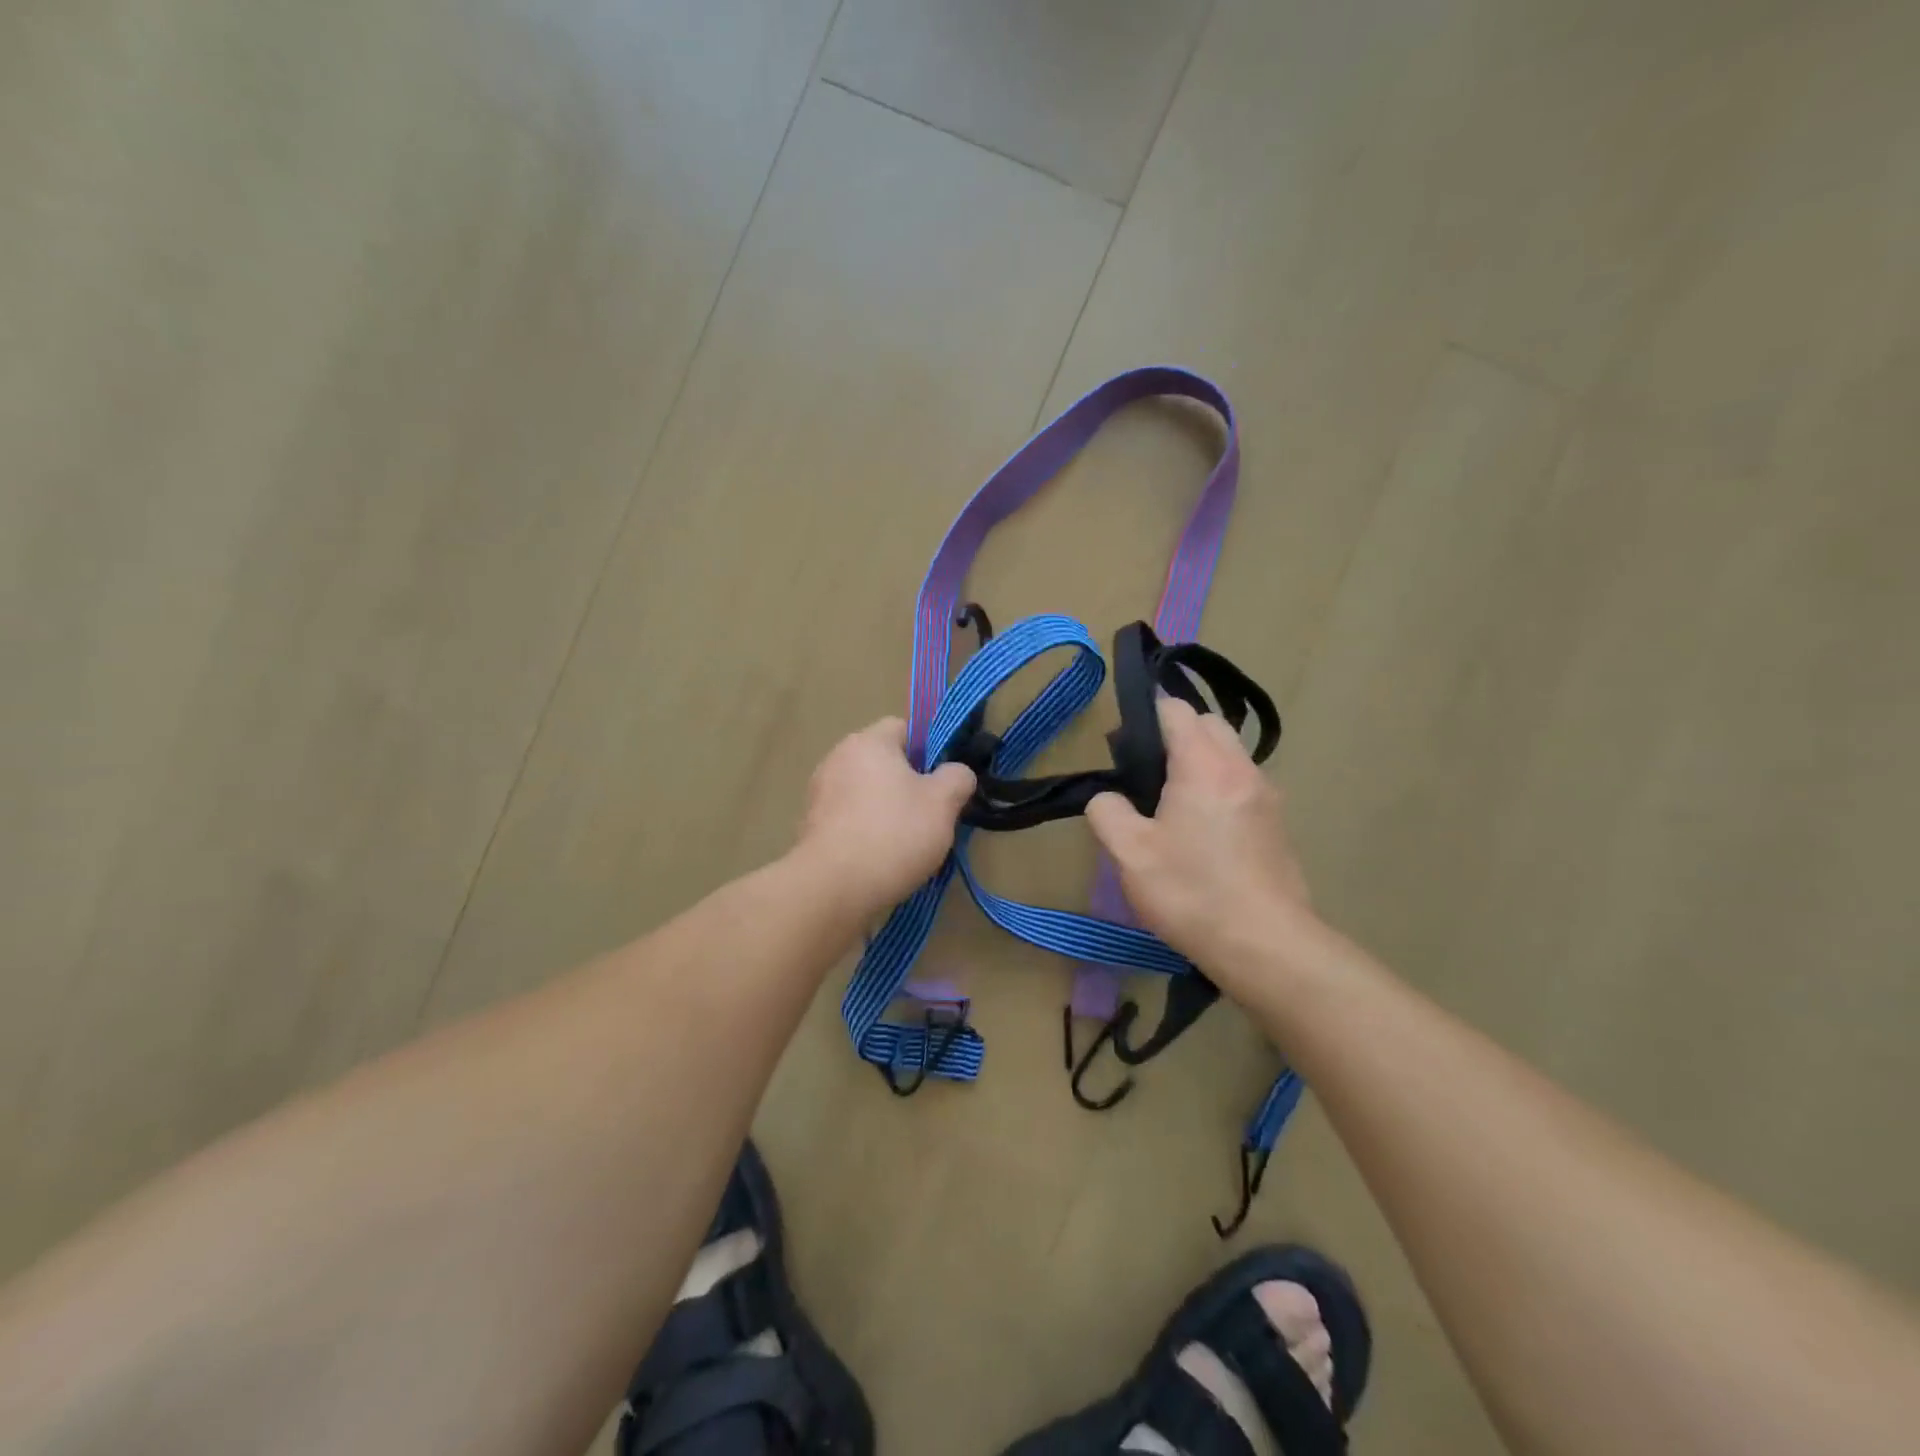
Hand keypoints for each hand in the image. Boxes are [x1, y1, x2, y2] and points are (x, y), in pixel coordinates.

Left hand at [795, 717, 974, 916]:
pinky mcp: (810, 826)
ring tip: (908, 843)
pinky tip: (880, 858)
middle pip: (884, 761)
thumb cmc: (894, 833)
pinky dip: (865, 831)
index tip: (944, 782)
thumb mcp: (943, 803)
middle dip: (909, 784)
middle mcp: (837, 758)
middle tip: (932, 814)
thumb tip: (957, 774)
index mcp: (868, 742)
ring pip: (866, 792)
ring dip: (886, 809)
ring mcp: (819, 792)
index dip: (930, 749)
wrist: (833, 887)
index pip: (904, 728)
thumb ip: (957, 778)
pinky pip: (849, 818)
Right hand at [1086, 698, 1313, 979]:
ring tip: (1173, 804)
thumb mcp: (1130, 854)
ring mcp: (1267, 796)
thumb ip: (1107, 813)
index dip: (1147, 715)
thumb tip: (1107, 798)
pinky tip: (1203, 832)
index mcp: (1204, 765)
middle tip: (1147, 773)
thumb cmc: (1192, 893)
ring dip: (1202, 762)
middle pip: (1209, 724)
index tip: (1125, 744)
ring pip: (1230, 754)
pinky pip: (1243, 785)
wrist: (1267, 946)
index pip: (1176, 709)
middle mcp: (1242, 769)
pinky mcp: (1278, 825)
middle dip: (1177, 733)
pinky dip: (1221, 788)